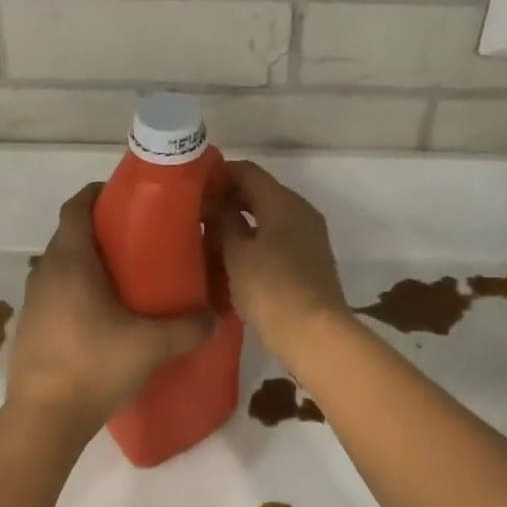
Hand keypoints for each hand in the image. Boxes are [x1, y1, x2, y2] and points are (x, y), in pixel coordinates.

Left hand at [5, 184, 213, 439]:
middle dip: (102, 230)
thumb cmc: (93, 365)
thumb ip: (187, 327)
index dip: (98, 193)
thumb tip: (216, 318)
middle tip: (140, 239)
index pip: (76, 206)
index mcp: (70, 260)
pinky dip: (78, 291)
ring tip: (127, 278)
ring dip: (89, 263)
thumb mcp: (150, 345)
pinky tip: (104, 316)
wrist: (41, 421)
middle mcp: (46, 272)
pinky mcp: (31, 327)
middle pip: (71, 234)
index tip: (126, 196)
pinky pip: (57, 293)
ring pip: (63, 266)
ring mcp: (34, 301)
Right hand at [213, 161, 350, 362]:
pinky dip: (254, 240)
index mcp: (283, 202)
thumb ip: (223, 222)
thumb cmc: (271, 289)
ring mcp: (308, 237)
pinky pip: (276, 238)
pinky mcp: (308, 261)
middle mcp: (300, 212)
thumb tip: (214, 205)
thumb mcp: (237, 254)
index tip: (191, 187)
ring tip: (208, 235)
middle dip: (227, 199)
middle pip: (259, 192)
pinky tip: (231, 257)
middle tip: (194, 213)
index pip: (247, 171)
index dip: (218, 174)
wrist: (315, 336)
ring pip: (267, 217)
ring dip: (239, 221)